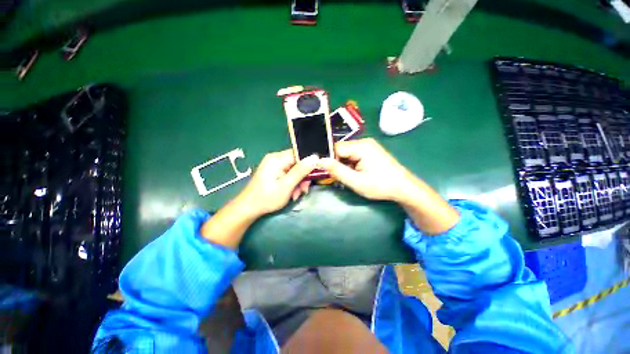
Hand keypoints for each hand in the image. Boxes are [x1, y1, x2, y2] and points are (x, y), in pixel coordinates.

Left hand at [238, 150, 318, 216]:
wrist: (249, 208)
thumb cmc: (267, 197)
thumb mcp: (287, 185)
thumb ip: (301, 171)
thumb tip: (315, 157)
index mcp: (277, 159)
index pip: (299, 154)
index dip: (308, 164)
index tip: (314, 175)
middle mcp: (276, 159)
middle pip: (297, 163)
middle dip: (303, 177)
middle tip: (304, 190)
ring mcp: (274, 165)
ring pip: (294, 170)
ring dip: (298, 182)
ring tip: (296, 195)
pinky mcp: (274, 172)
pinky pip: (288, 174)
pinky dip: (292, 184)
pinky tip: (292, 194)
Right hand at [318, 138, 411, 201]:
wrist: (403, 187)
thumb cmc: (380, 185)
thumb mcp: (356, 181)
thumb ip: (337, 171)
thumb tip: (319, 161)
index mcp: (361, 146)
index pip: (336, 148)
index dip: (330, 160)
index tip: (330, 173)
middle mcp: (364, 142)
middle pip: (341, 150)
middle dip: (338, 163)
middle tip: (341, 177)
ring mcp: (368, 145)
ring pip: (346, 153)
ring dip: (344, 165)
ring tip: (350, 176)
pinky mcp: (370, 151)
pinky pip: (353, 155)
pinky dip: (350, 164)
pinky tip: (355, 173)